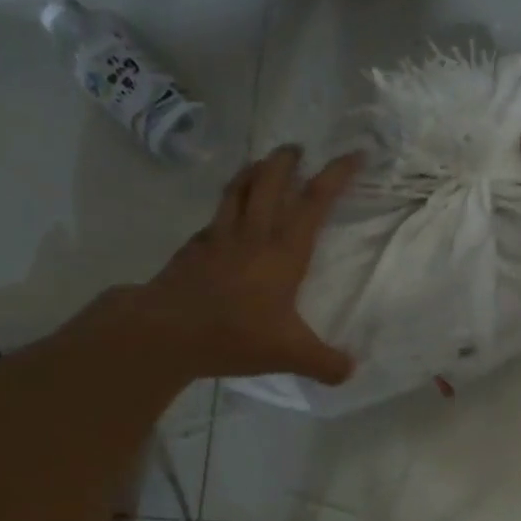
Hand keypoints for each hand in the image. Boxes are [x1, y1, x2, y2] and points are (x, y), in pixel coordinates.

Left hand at [116, 146, 360, 383]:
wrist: (167, 331)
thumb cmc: (235, 334)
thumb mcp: (290, 354)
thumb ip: (324, 363)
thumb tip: (351, 371)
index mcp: (284, 251)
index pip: (315, 201)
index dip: (336, 174)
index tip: (353, 154)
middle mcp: (253, 234)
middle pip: (270, 181)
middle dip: (286, 160)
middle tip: (296, 149)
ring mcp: (218, 237)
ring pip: (238, 189)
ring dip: (253, 170)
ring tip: (262, 162)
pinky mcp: (193, 248)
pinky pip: (214, 217)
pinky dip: (226, 207)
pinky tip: (225, 217)